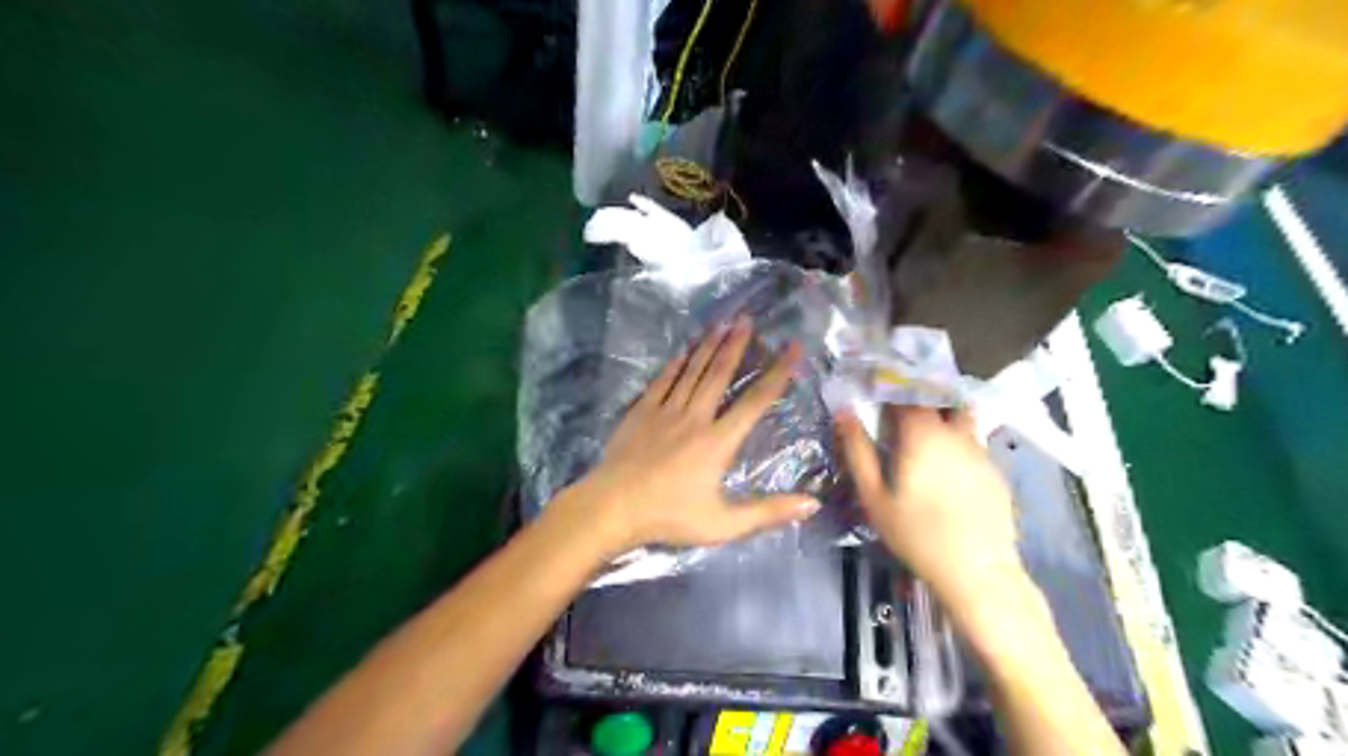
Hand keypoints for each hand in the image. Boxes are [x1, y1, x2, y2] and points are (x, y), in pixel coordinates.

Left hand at [563, 316, 822, 550]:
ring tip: (722, 323)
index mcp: (718, 441)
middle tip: (748, 319)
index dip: (778, 373)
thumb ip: (767, 512)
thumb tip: (813, 504)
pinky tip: (683, 351)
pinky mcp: (641, 412)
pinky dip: (675, 364)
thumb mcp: (723, 524)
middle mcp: (695, 417)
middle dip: (736, 345)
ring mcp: (665, 411)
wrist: (612, 507)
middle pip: (719, 374)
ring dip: (708, 346)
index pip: (756, 401)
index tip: (792, 349)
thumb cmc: (669, 517)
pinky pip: (662, 381)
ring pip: (691, 371)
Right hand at [833, 404, 1020, 603]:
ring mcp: (978, 449)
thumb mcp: (874, 496)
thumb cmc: (915, 533)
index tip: (874, 388)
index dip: (888, 386)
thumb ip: (858, 451)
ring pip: (959, 414)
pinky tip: (946, 461)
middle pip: (935, 397)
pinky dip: (956, 437)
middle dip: (914, 395)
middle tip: (896, 408)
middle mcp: (954, 433)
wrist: (976, 570)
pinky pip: (972, 439)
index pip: (904, 393)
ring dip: (940, 411)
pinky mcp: (994, 468)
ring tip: (922, 428)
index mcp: (921, 434)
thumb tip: (845, 412)